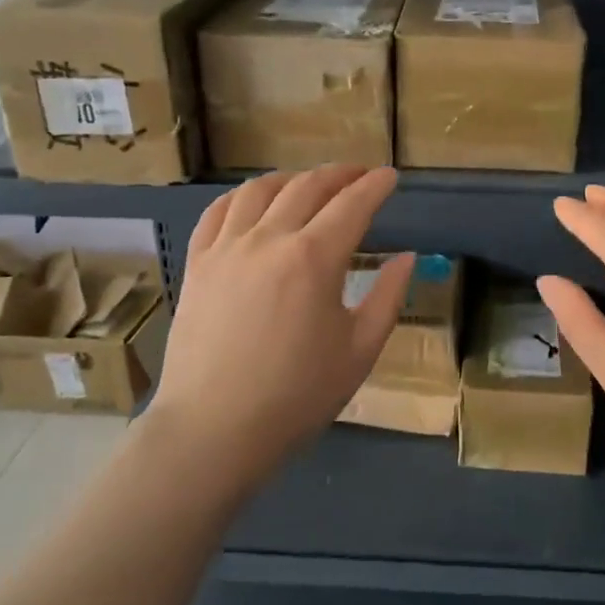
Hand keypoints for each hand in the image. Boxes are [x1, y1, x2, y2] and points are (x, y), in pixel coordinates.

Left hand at [143, 165, 412, 490]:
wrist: (214, 430)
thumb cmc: (297, 396)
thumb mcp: (360, 350)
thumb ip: (389, 297)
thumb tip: (407, 258)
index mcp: (314, 258)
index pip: (352, 205)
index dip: (375, 186)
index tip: (390, 176)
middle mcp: (269, 239)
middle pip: (308, 187)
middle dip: (339, 175)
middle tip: (358, 175)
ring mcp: (227, 248)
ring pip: (260, 190)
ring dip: (292, 179)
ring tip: (308, 184)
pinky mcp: (198, 264)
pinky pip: (219, 212)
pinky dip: (243, 197)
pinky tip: (254, 203)